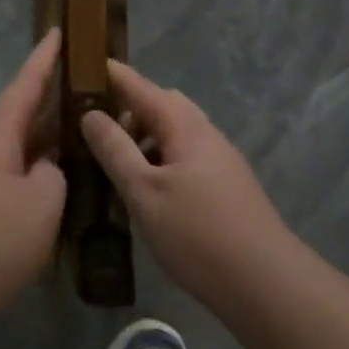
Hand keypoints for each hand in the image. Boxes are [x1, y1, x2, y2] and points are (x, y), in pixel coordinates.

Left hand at [0, 30, 67, 322]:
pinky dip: (41, 165)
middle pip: (22, 112)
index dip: (44, 58)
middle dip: (51, 94)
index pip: (24, 85)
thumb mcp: (42, 201)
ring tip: (83, 125)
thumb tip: (45, 169)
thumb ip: (54, 174)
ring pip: (22, 144)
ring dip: (48, 133)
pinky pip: (18, 171)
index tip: (58, 31)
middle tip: (86, 80)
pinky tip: (62, 178)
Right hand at [81, 59, 292, 313]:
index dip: (112, 75)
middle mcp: (205, 132)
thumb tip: (90, 114)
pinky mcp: (227, 184)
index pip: (140, 86)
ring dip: (145, 138)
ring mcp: (220, 158)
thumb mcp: (143, 192)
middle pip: (162, 106)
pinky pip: (185, 156)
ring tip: (116, 164)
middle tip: (95, 128)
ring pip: (175, 133)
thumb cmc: (197, 233)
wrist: (265, 282)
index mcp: (184, 125)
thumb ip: (115, 150)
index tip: (83, 66)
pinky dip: (161, 159)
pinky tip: (148, 191)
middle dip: (128, 110)